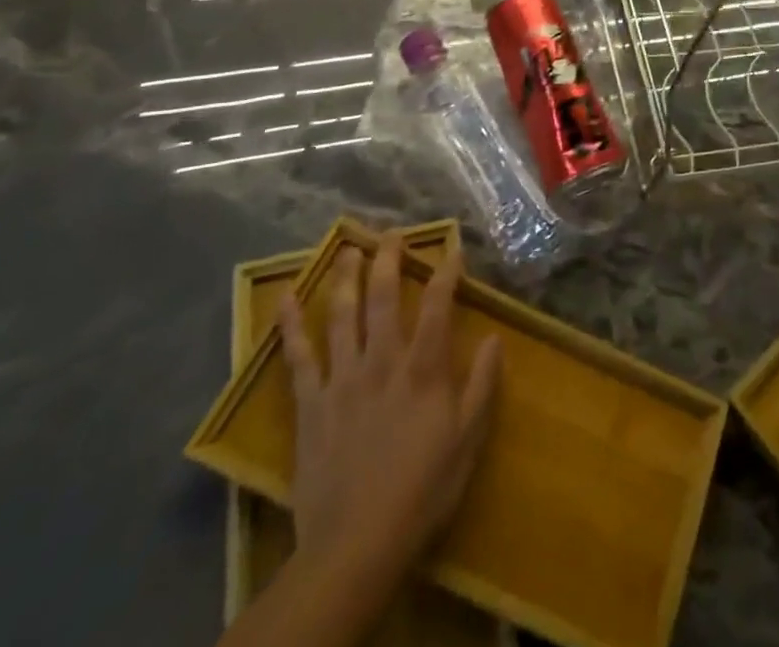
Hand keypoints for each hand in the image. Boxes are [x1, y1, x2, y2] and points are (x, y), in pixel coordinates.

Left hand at [276, 235, 500, 586]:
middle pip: (384, 298)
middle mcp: (382, 361)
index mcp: (423, 369)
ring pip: (343, 315)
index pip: (437, 305)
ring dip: (346, 277)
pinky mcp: (311, 404)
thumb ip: (482, 385)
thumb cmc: (422, 491)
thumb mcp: (467, 440)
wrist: (355, 545)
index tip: (452, 248)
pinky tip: (285, 297)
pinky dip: (291, 325)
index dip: (446, 272)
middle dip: (389, 260)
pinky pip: (298, 357)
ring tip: (348, 248)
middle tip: (391, 233)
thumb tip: (493, 337)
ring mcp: (342, 379)